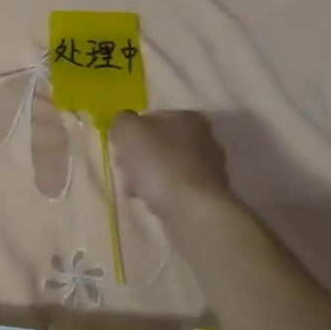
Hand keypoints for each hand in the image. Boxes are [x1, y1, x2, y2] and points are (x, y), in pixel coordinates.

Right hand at [110, 110, 231, 212]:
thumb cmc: (159, 163)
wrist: (192, 211)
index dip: (132, 133)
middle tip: (126, 170)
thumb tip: (125, 127)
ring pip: (165, 168)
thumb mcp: (128, 131)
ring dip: (148, 177)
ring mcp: (208, 169)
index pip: (151, 118)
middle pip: (158, 144)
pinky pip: (175, 189)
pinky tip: (152, 202)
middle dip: (138, 157)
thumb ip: (122, 122)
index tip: (121, 149)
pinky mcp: (207, 196)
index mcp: (188, 118)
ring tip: (136, 190)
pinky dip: (161, 194)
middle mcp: (204, 139)